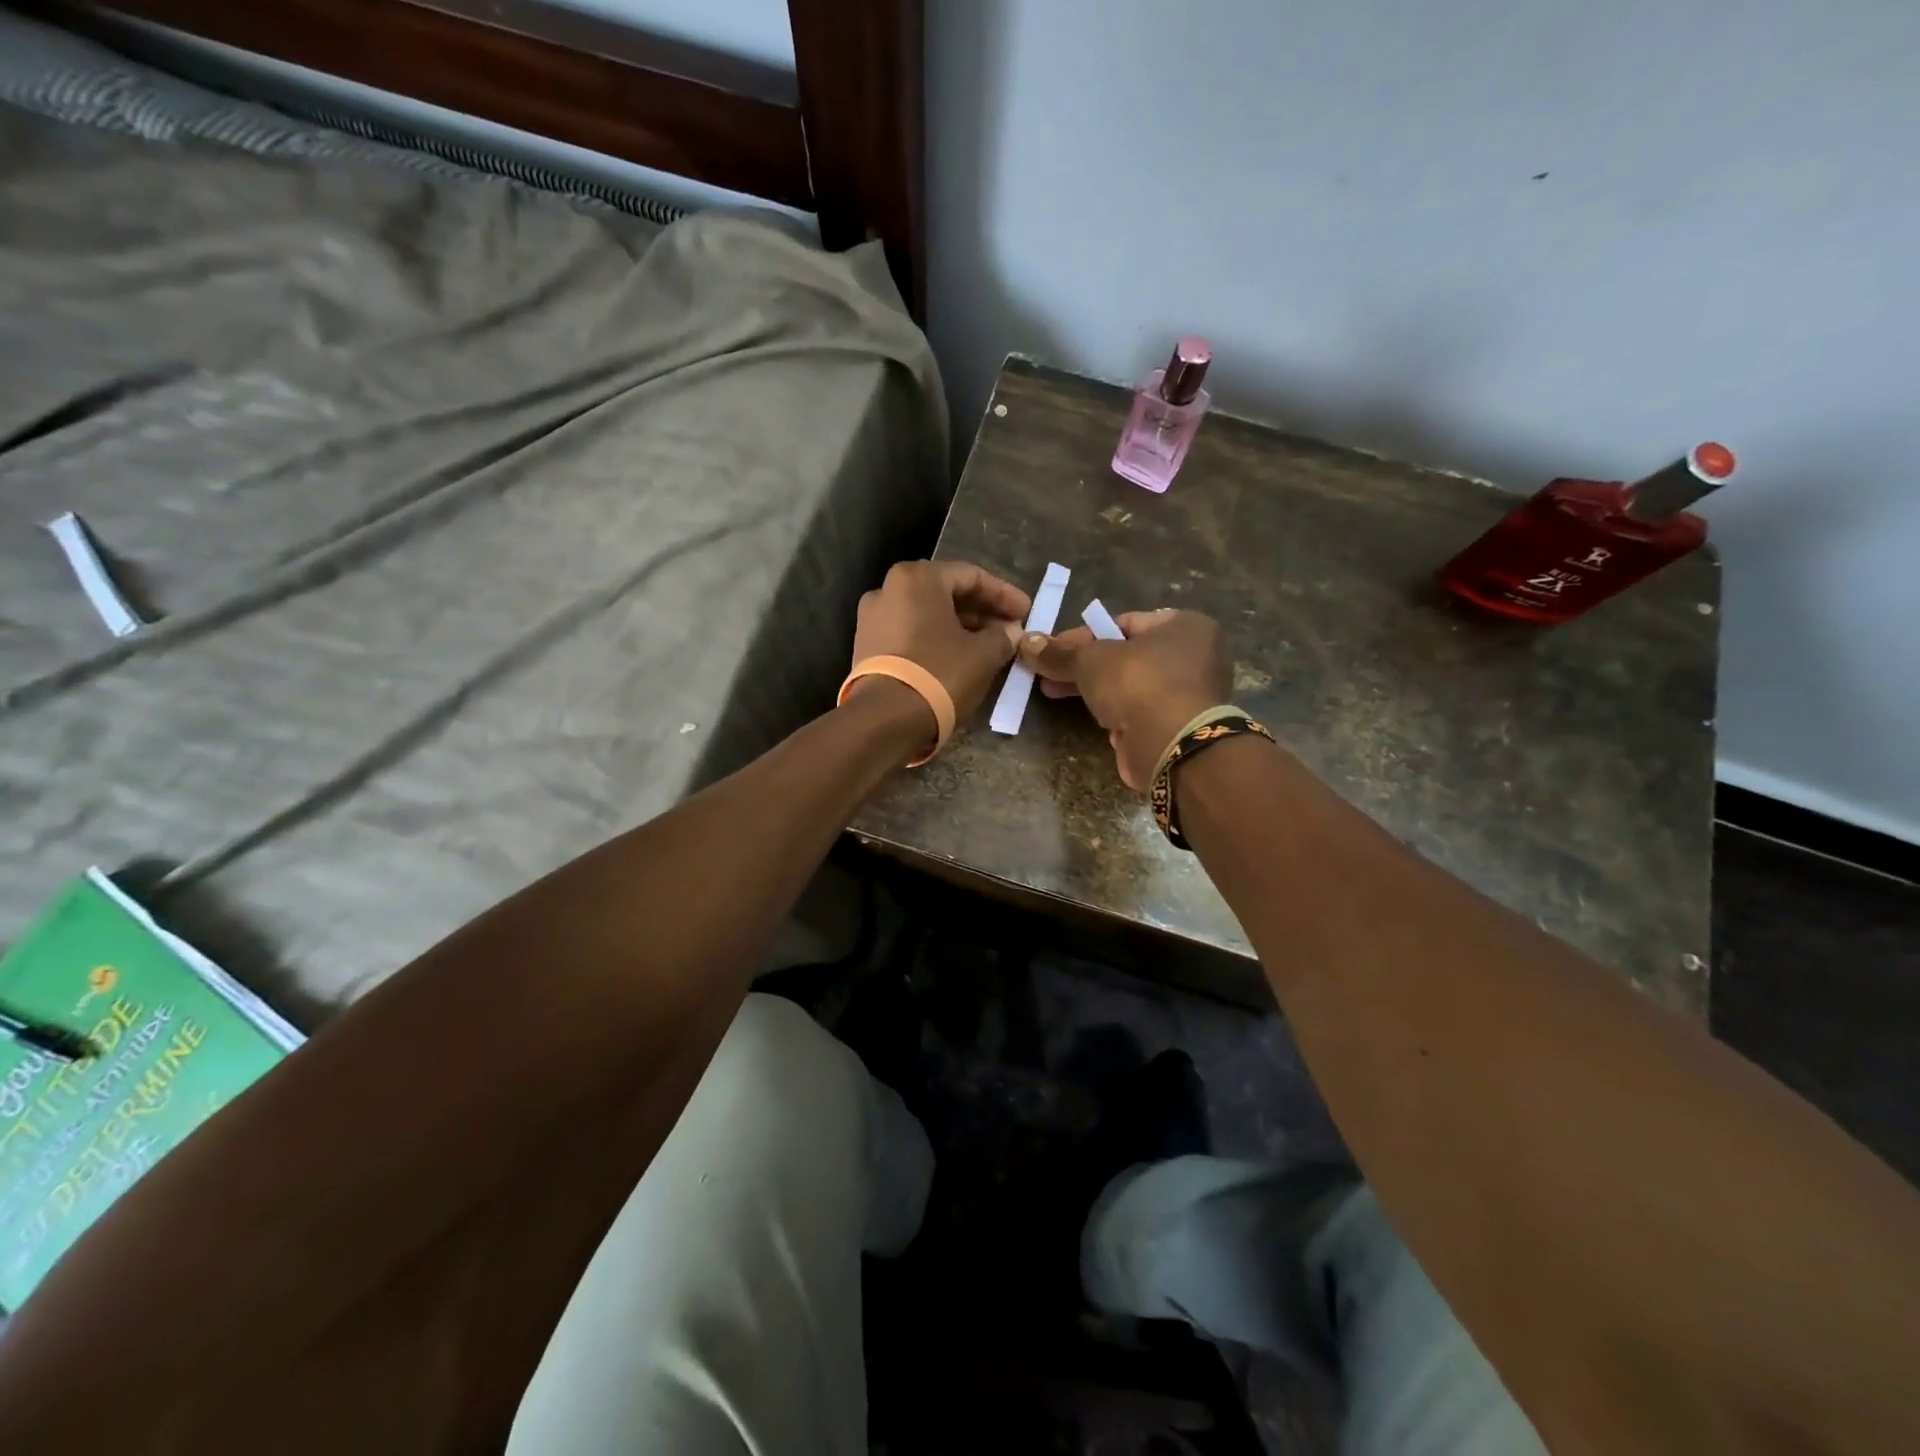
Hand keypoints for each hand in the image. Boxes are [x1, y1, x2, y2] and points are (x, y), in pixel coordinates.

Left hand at [850, 560, 1031, 722]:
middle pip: (945, 592)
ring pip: (926, 614)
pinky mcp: (866, 647)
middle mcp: (888, 589)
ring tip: (987, 645)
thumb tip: (1011, 631)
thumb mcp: (983, 655)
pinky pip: (909, 633)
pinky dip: (935, 640)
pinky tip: (957, 657)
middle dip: (980, 610)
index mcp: (917, 578)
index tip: (1026, 612)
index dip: (1004, 594)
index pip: (971, 576)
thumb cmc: (940, 674)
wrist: (885, 719)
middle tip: (1008, 628)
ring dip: (959, 626)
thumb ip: (1002, 636)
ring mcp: (872, 619)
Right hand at [1018, 609, 1229, 789]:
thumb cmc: (1138, 684)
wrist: (1171, 746)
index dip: (1082, 636)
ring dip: (1091, 688)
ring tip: (1050, 692)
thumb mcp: (1091, 660)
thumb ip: (1059, 653)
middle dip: (1081, 664)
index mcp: (1183, 626)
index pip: (1123, 622)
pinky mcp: (1173, 726)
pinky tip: (1082, 714)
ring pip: (1128, 684)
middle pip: (1124, 654)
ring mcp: (1185, 694)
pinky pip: (1135, 710)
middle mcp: (1192, 656)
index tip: (1050, 649)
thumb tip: (1026, 642)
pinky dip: (1110, 711)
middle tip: (1045, 672)